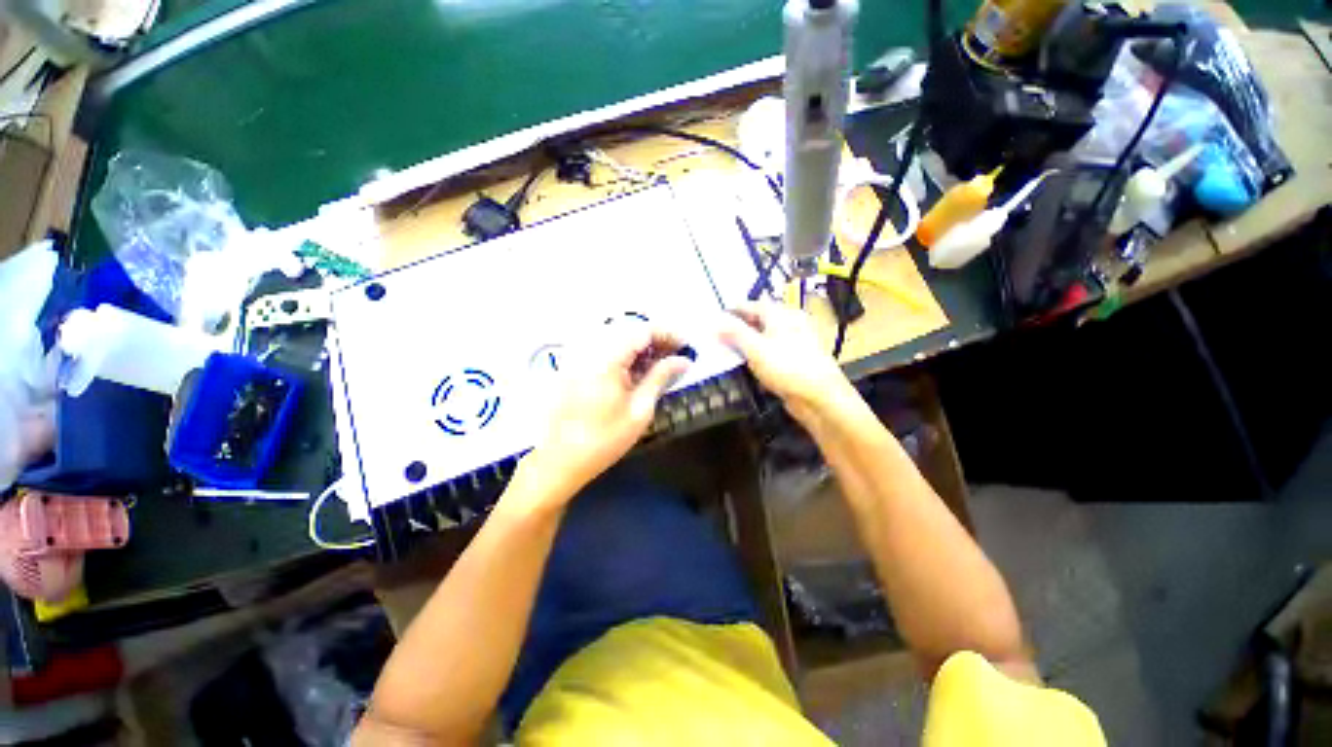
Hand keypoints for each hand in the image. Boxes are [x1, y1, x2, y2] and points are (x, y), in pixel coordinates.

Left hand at [517, 324, 690, 501]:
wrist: (560, 460)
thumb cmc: (604, 440)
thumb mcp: (639, 409)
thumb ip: (661, 377)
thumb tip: (684, 360)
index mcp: (606, 359)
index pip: (642, 330)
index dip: (667, 334)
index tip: (686, 346)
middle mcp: (591, 349)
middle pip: (629, 330)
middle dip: (656, 339)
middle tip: (677, 355)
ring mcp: (580, 356)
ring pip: (618, 338)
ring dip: (642, 347)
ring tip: (662, 362)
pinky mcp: (576, 366)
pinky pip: (605, 349)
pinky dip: (626, 354)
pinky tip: (638, 369)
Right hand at [718, 302, 854, 423]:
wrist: (819, 397)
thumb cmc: (787, 367)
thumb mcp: (755, 348)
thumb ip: (735, 333)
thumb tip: (716, 322)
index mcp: (782, 315)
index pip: (753, 305)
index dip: (733, 310)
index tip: (716, 317)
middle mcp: (790, 325)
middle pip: (760, 321)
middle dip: (739, 328)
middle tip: (719, 335)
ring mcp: (795, 344)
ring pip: (765, 339)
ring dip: (747, 344)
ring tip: (728, 350)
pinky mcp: (795, 362)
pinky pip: (771, 355)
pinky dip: (758, 357)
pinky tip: (747, 366)